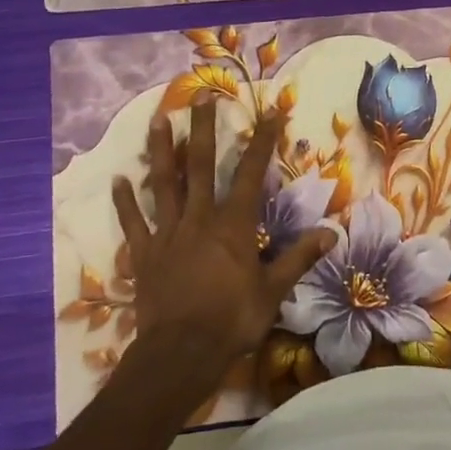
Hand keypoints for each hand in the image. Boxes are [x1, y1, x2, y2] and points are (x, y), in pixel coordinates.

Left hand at [113, 99, 333, 395]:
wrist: (181, 354)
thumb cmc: (232, 320)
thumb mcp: (274, 291)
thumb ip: (299, 258)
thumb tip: (331, 232)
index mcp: (233, 225)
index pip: (252, 173)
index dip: (262, 140)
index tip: (268, 111)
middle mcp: (199, 218)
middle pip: (201, 165)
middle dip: (204, 129)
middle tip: (201, 96)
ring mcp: (168, 233)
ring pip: (164, 184)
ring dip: (161, 151)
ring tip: (158, 120)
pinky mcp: (144, 254)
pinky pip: (133, 223)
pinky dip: (125, 202)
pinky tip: (119, 180)